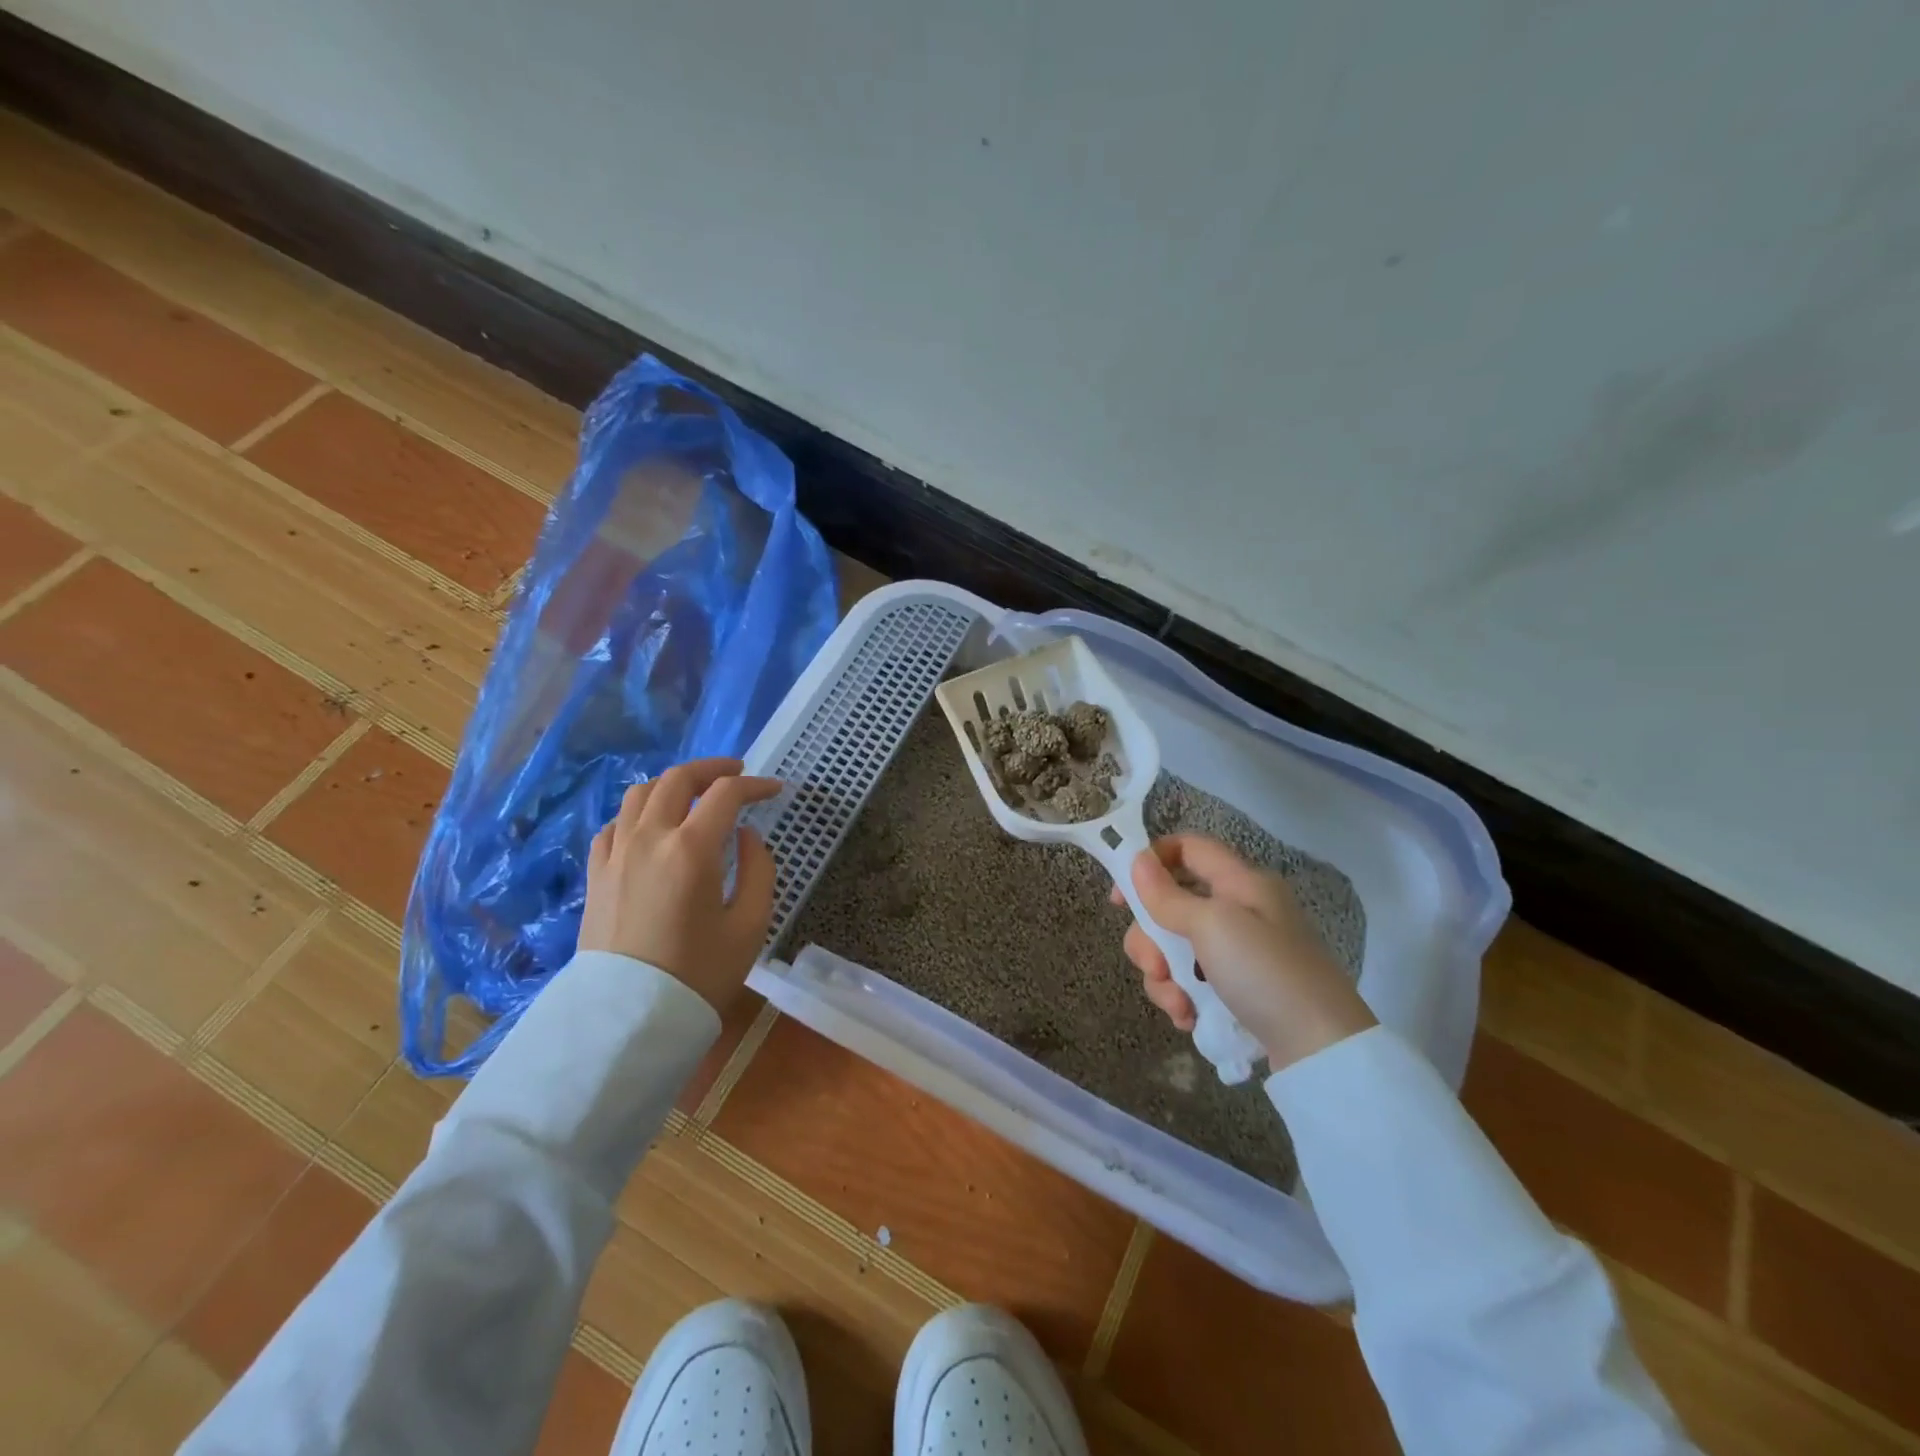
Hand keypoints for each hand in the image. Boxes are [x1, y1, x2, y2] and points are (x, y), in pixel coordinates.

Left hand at [578, 757, 782, 1013]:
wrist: (628, 1021)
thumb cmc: (698, 974)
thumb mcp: (749, 925)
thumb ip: (758, 870)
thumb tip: (747, 836)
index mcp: (691, 850)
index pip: (725, 795)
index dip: (755, 785)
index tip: (774, 789)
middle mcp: (648, 839)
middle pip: (677, 780)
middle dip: (711, 769)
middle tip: (735, 773)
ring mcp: (615, 854)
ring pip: (639, 794)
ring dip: (672, 784)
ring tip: (693, 794)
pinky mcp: (595, 874)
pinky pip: (614, 824)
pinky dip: (638, 813)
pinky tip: (651, 826)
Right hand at [1111, 834, 1375, 1071]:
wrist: (1323, 1051)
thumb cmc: (1266, 973)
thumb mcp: (1212, 927)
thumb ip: (1168, 896)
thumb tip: (1137, 860)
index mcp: (1240, 882)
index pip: (1187, 848)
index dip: (1150, 861)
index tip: (1121, 898)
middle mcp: (1238, 910)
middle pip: (1171, 905)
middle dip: (1151, 939)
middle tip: (1155, 968)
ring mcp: (1238, 952)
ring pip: (1175, 948)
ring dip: (1164, 977)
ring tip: (1180, 1007)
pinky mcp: (1238, 988)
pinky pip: (1192, 980)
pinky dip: (1183, 997)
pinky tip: (1190, 1019)